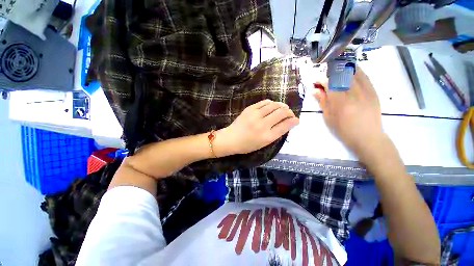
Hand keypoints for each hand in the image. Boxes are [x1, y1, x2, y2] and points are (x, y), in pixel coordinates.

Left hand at [214, 99, 298, 155]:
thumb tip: (288, 123)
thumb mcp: (264, 143)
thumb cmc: (248, 144)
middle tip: (290, 113)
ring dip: (281, 106)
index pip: (285, 125)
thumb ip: (276, 133)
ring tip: (283, 108)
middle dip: (289, 112)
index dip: (293, 121)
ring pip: (274, 105)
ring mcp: (255, 115)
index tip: (296, 120)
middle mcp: (263, 125)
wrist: (231, 138)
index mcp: (267, 136)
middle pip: (281, 113)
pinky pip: (265, 102)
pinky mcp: (250, 109)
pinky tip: (273, 105)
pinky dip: (271, 103)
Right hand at [313, 68, 384, 161]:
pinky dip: (356, 72)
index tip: (316, 82)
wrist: (368, 137)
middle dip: (331, 74)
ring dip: (343, 70)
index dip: (322, 80)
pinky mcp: (374, 91)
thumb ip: (322, 102)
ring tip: (337, 73)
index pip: (329, 84)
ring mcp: (366, 91)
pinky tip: (350, 74)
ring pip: (354, 72)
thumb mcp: (329, 117)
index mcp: (340, 102)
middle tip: (326, 79)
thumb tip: (315, 90)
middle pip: (342, 75)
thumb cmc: (344, 130)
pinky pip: (365, 76)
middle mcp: (354, 94)